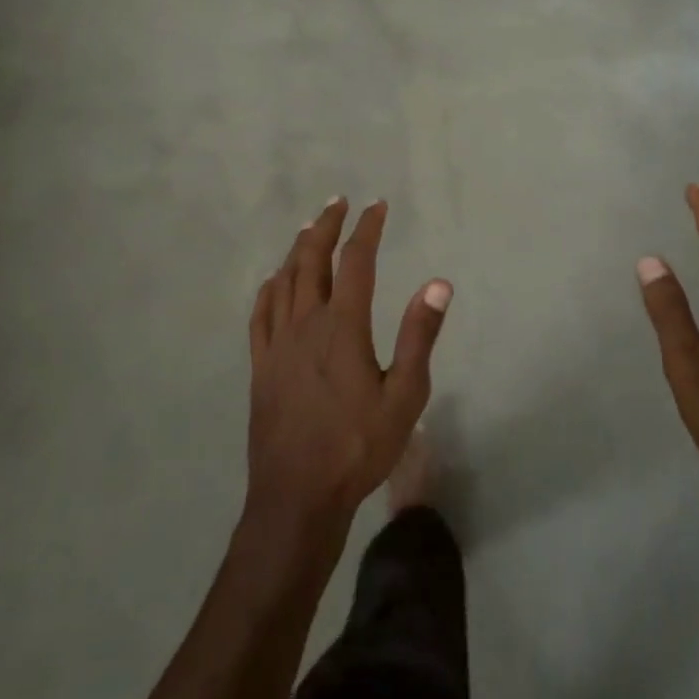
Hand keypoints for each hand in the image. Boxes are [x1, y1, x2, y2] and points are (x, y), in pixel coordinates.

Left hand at [246, 198, 451, 544]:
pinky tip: (273, 281)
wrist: (298, 495)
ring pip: (284, 281)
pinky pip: (260, 314)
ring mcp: (277, 343)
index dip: (367, 229)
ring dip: (297, 249)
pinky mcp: (260, 365)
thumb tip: (438, 283)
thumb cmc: (359, 446)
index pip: (356, 261)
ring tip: (309, 229)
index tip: (377, 206)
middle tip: (338, 203)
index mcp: (343, 326)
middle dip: (326, 226)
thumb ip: (420, 335)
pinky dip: (269, 288)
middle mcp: (305, 323)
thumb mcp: (404, 395)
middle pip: (311, 259)